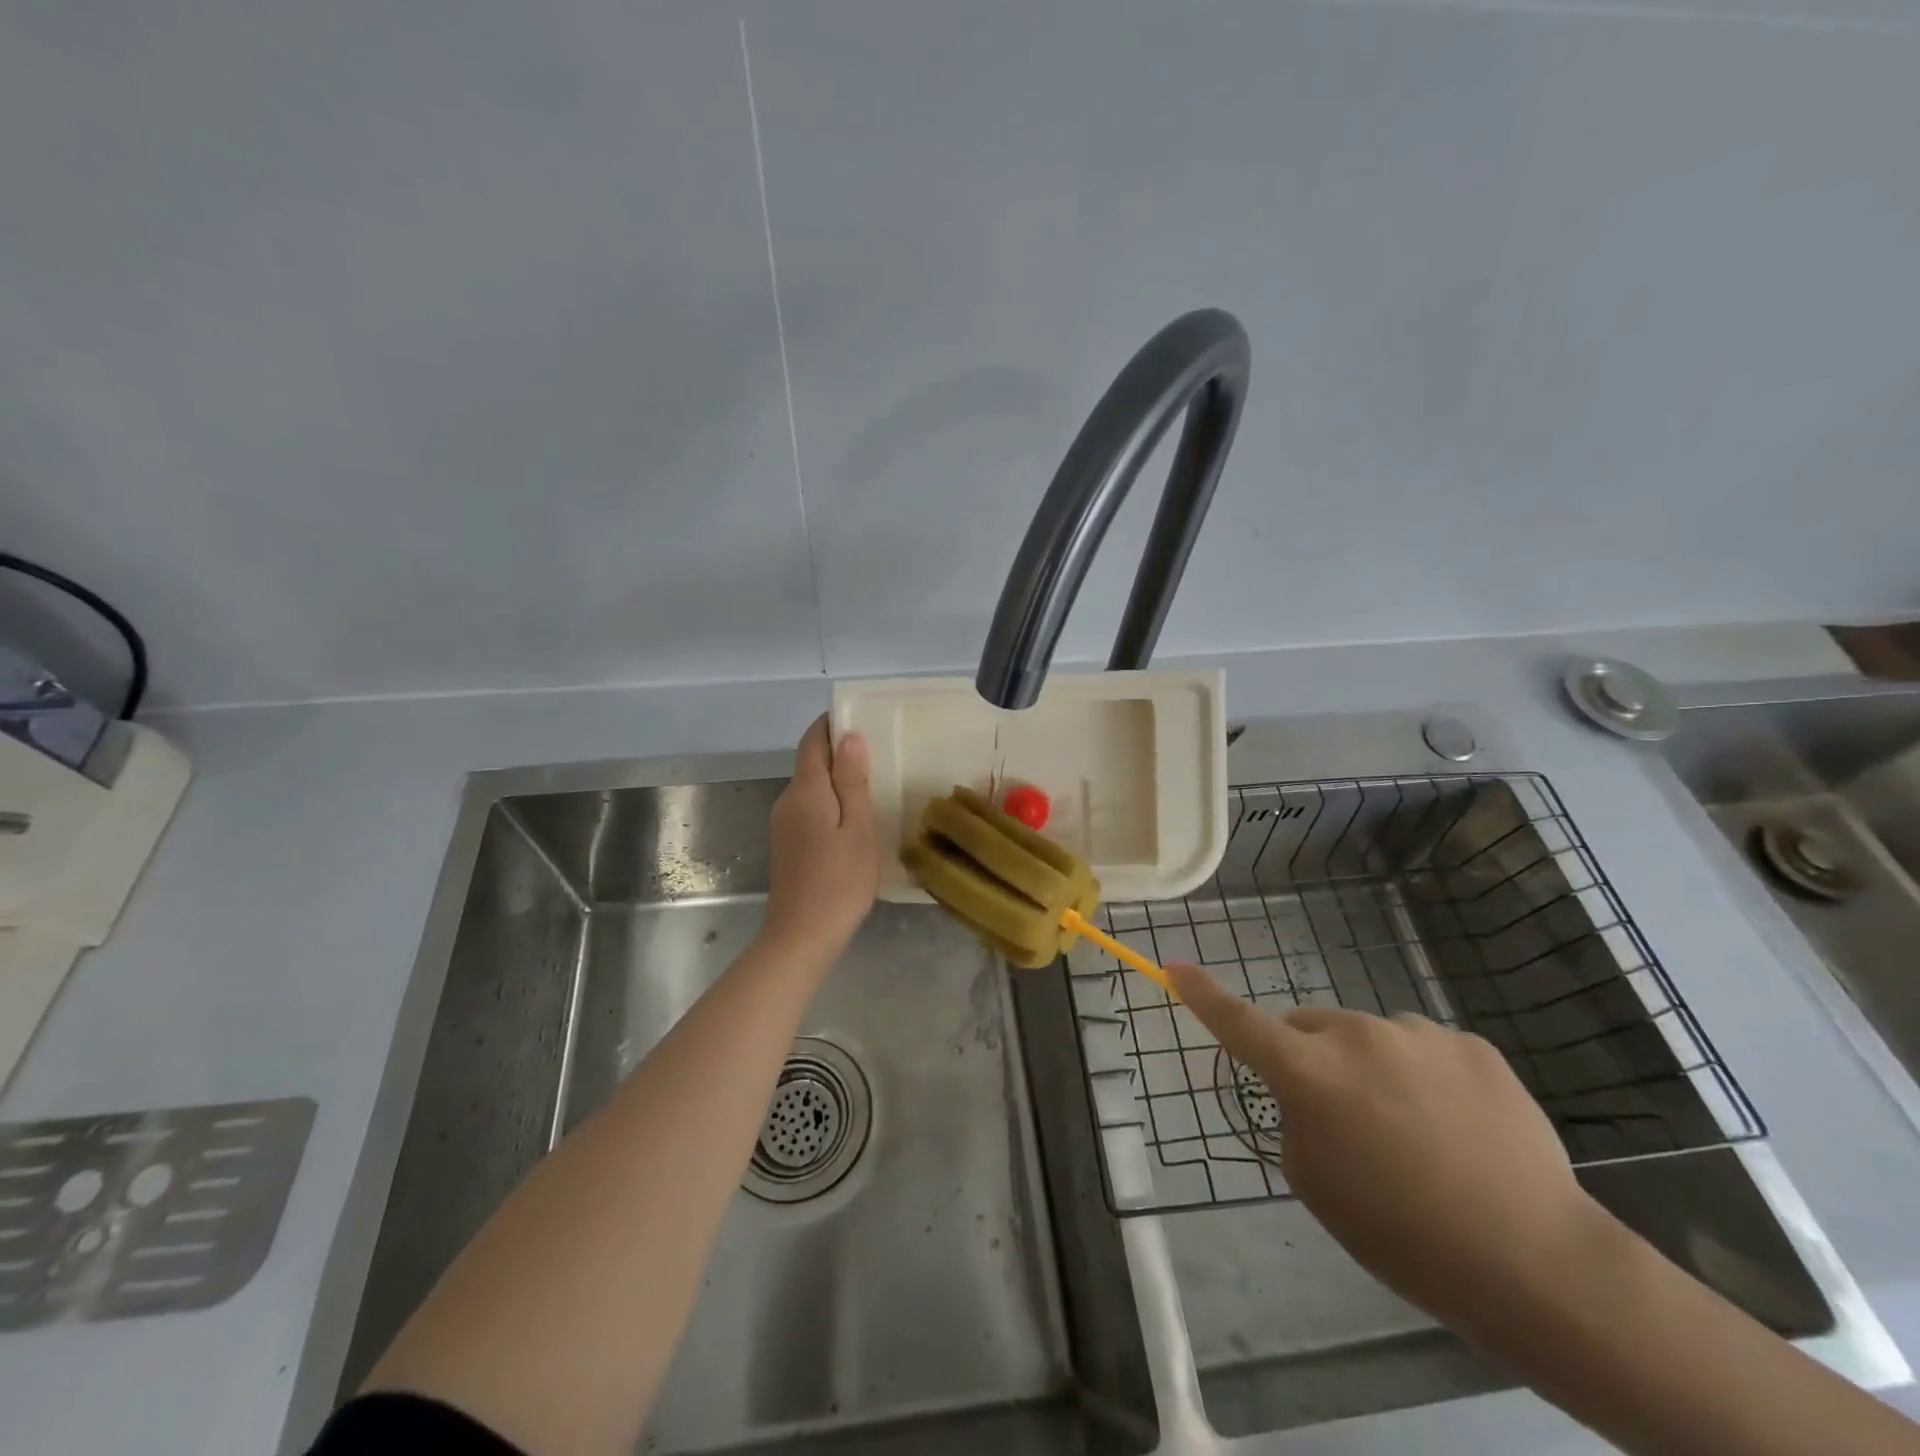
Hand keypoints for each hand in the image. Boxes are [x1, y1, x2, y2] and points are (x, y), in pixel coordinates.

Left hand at [763, 716, 879, 958]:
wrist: (801, 936)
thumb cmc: (839, 881)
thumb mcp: (858, 828)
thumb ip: (852, 781)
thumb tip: (849, 737)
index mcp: (805, 790)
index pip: (813, 741)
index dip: (832, 724)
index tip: (861, 717)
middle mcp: (788, 800)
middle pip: (810, 763)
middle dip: (839, 751)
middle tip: (880, 751)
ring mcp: (783, 824)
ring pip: (811, 788)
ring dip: (837, 779)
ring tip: (873, 783)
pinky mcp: (787, 845)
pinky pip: (809, 809)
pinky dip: (830, 803)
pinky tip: (854, 819)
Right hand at [1167, 963, 1610, 1325]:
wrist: (1536, 1262)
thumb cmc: (1402, 1234)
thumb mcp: (1315, 1181)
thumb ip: (1295, 1116)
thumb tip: (1310, 1088)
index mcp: (1309, 1073)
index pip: (1238, 1022)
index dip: (1201, 994)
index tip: (1174, 966)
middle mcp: (1356, 1035)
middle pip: (1310, 1027)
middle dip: (1312, 1057)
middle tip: (1346, 1119)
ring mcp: (1417, 1033)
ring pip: (1370, 1038)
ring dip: (1373, 1069)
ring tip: (1418, 1134)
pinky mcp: (1470, 1043)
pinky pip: (1425, 1049)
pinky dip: (1426, 1077)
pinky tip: (1460, 1128)